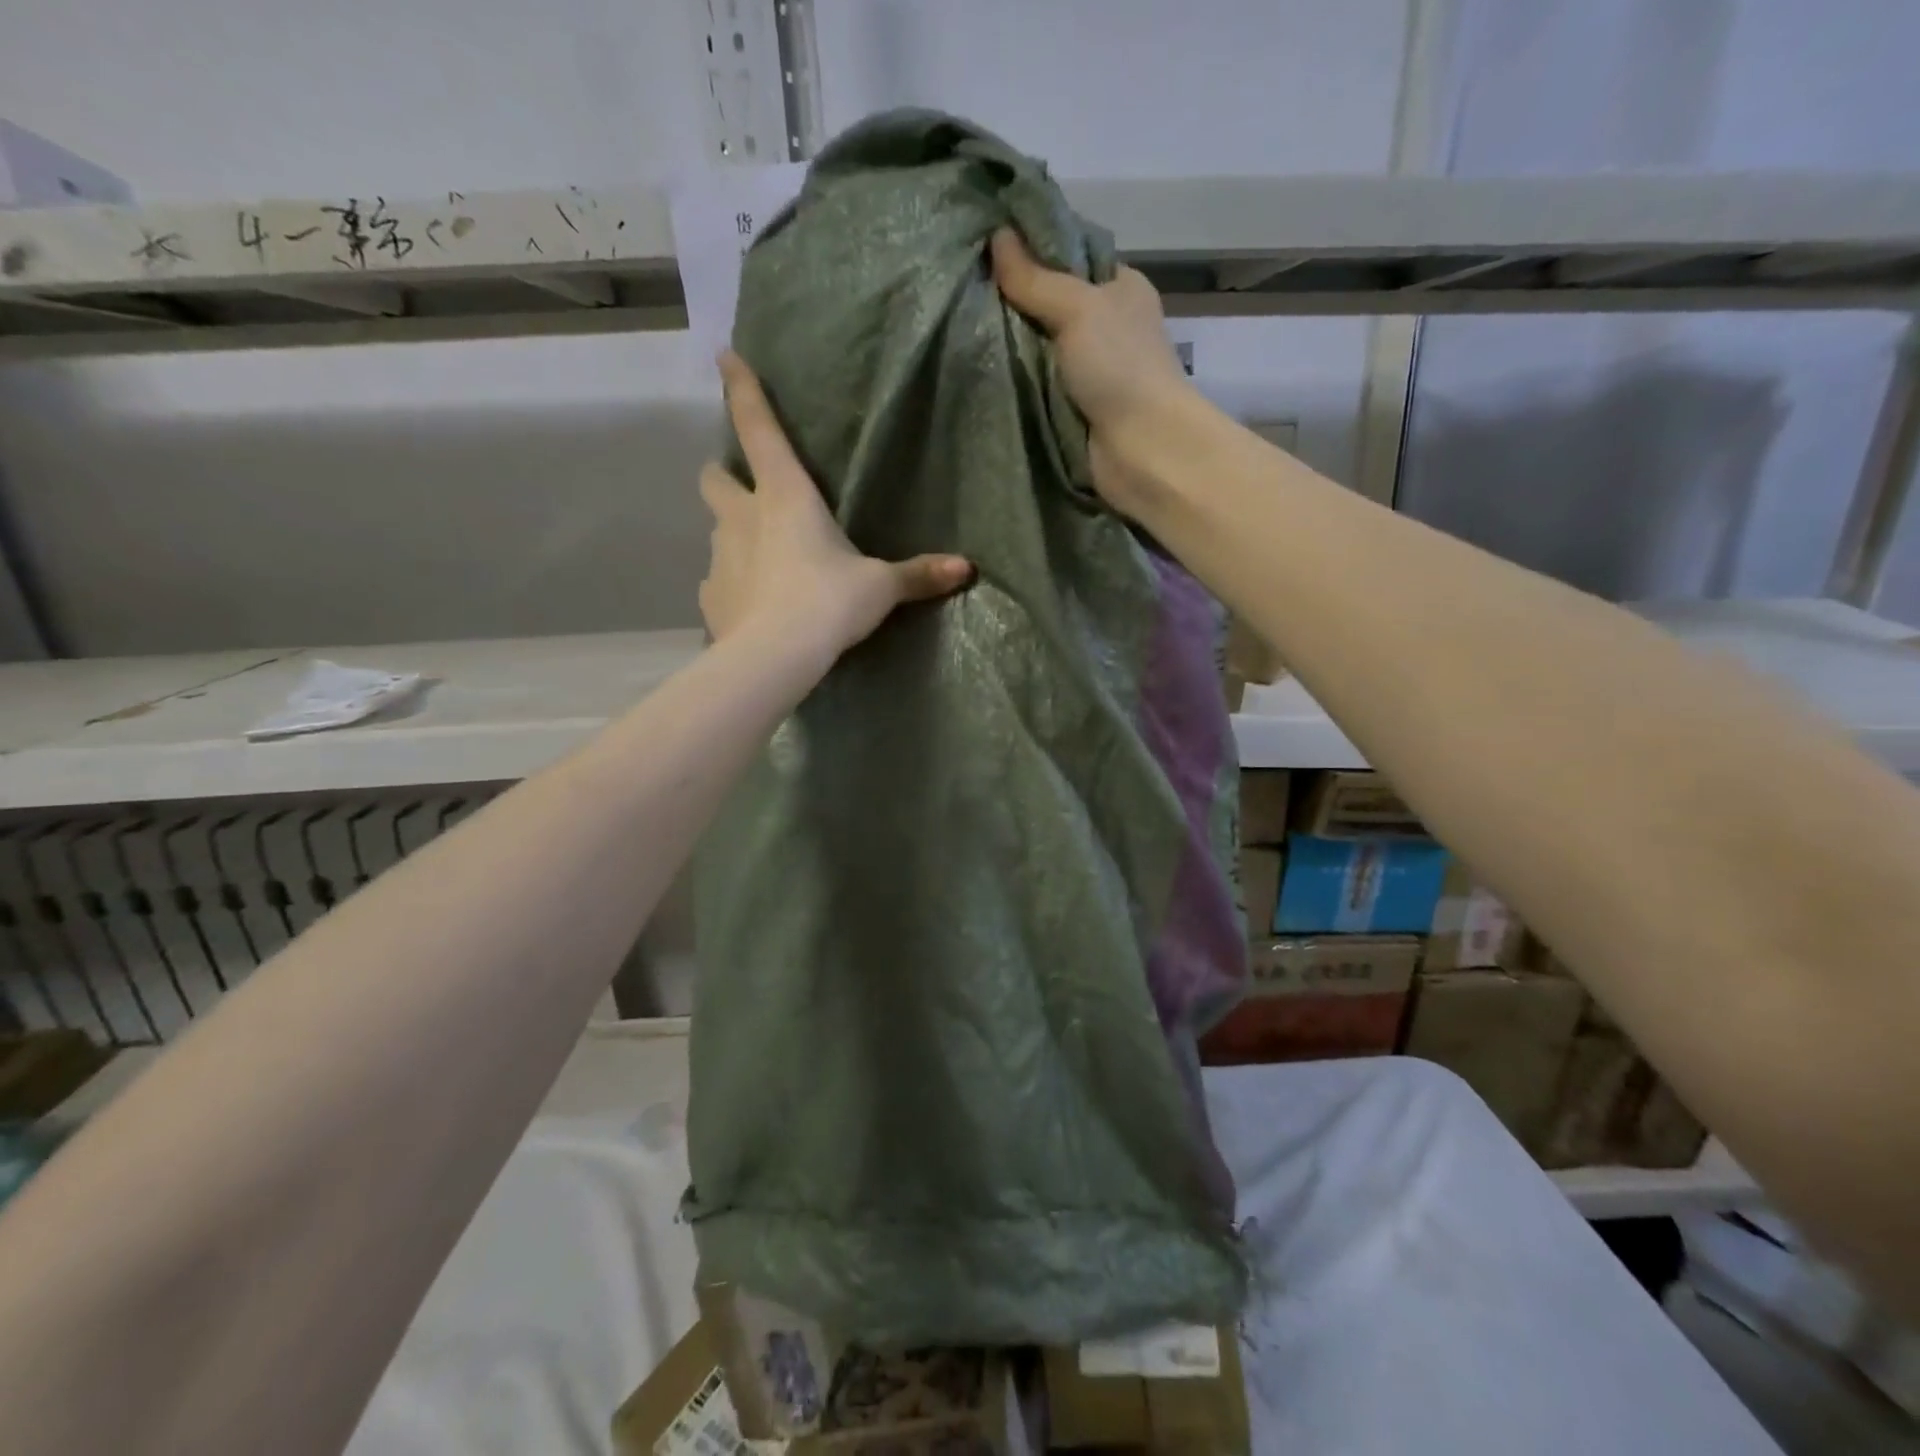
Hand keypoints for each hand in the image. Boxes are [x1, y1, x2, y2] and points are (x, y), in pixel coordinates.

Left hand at [700, 352, 971, 661]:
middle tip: (750, 495)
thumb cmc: (828, 603)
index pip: (758, 428)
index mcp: (785, 496)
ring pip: (718, 531)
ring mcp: (719, 557)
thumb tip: (967, 569)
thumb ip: (918, 575)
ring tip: (767, 567)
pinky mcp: (711, 597)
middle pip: (715, 478)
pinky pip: (720, 581)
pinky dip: (735, 586)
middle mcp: (742, 517)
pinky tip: (756, 608)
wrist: (774, 657)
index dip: (741, 389)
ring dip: (737, 537)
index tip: (725, 356)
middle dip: (726, 478)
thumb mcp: (880, 587)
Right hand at [990, 228, 1197, 514]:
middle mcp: (1105, 326)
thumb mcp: (1078, 308)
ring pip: (1037, 349)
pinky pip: (1035, 388)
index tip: (985, 248)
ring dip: (1008, 347)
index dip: (1030, 251)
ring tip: (960, 329)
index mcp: (1118, 288)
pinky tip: (979, 372)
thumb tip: (997, 236)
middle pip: (1048, 305)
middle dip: (1011, 304)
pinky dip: (1014, 384)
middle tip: (963, 293)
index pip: (1068, 257)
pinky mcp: (1073, 409)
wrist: (1142, 450)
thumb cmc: (1120, 367)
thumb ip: (1036, 278)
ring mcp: (1089, 371)